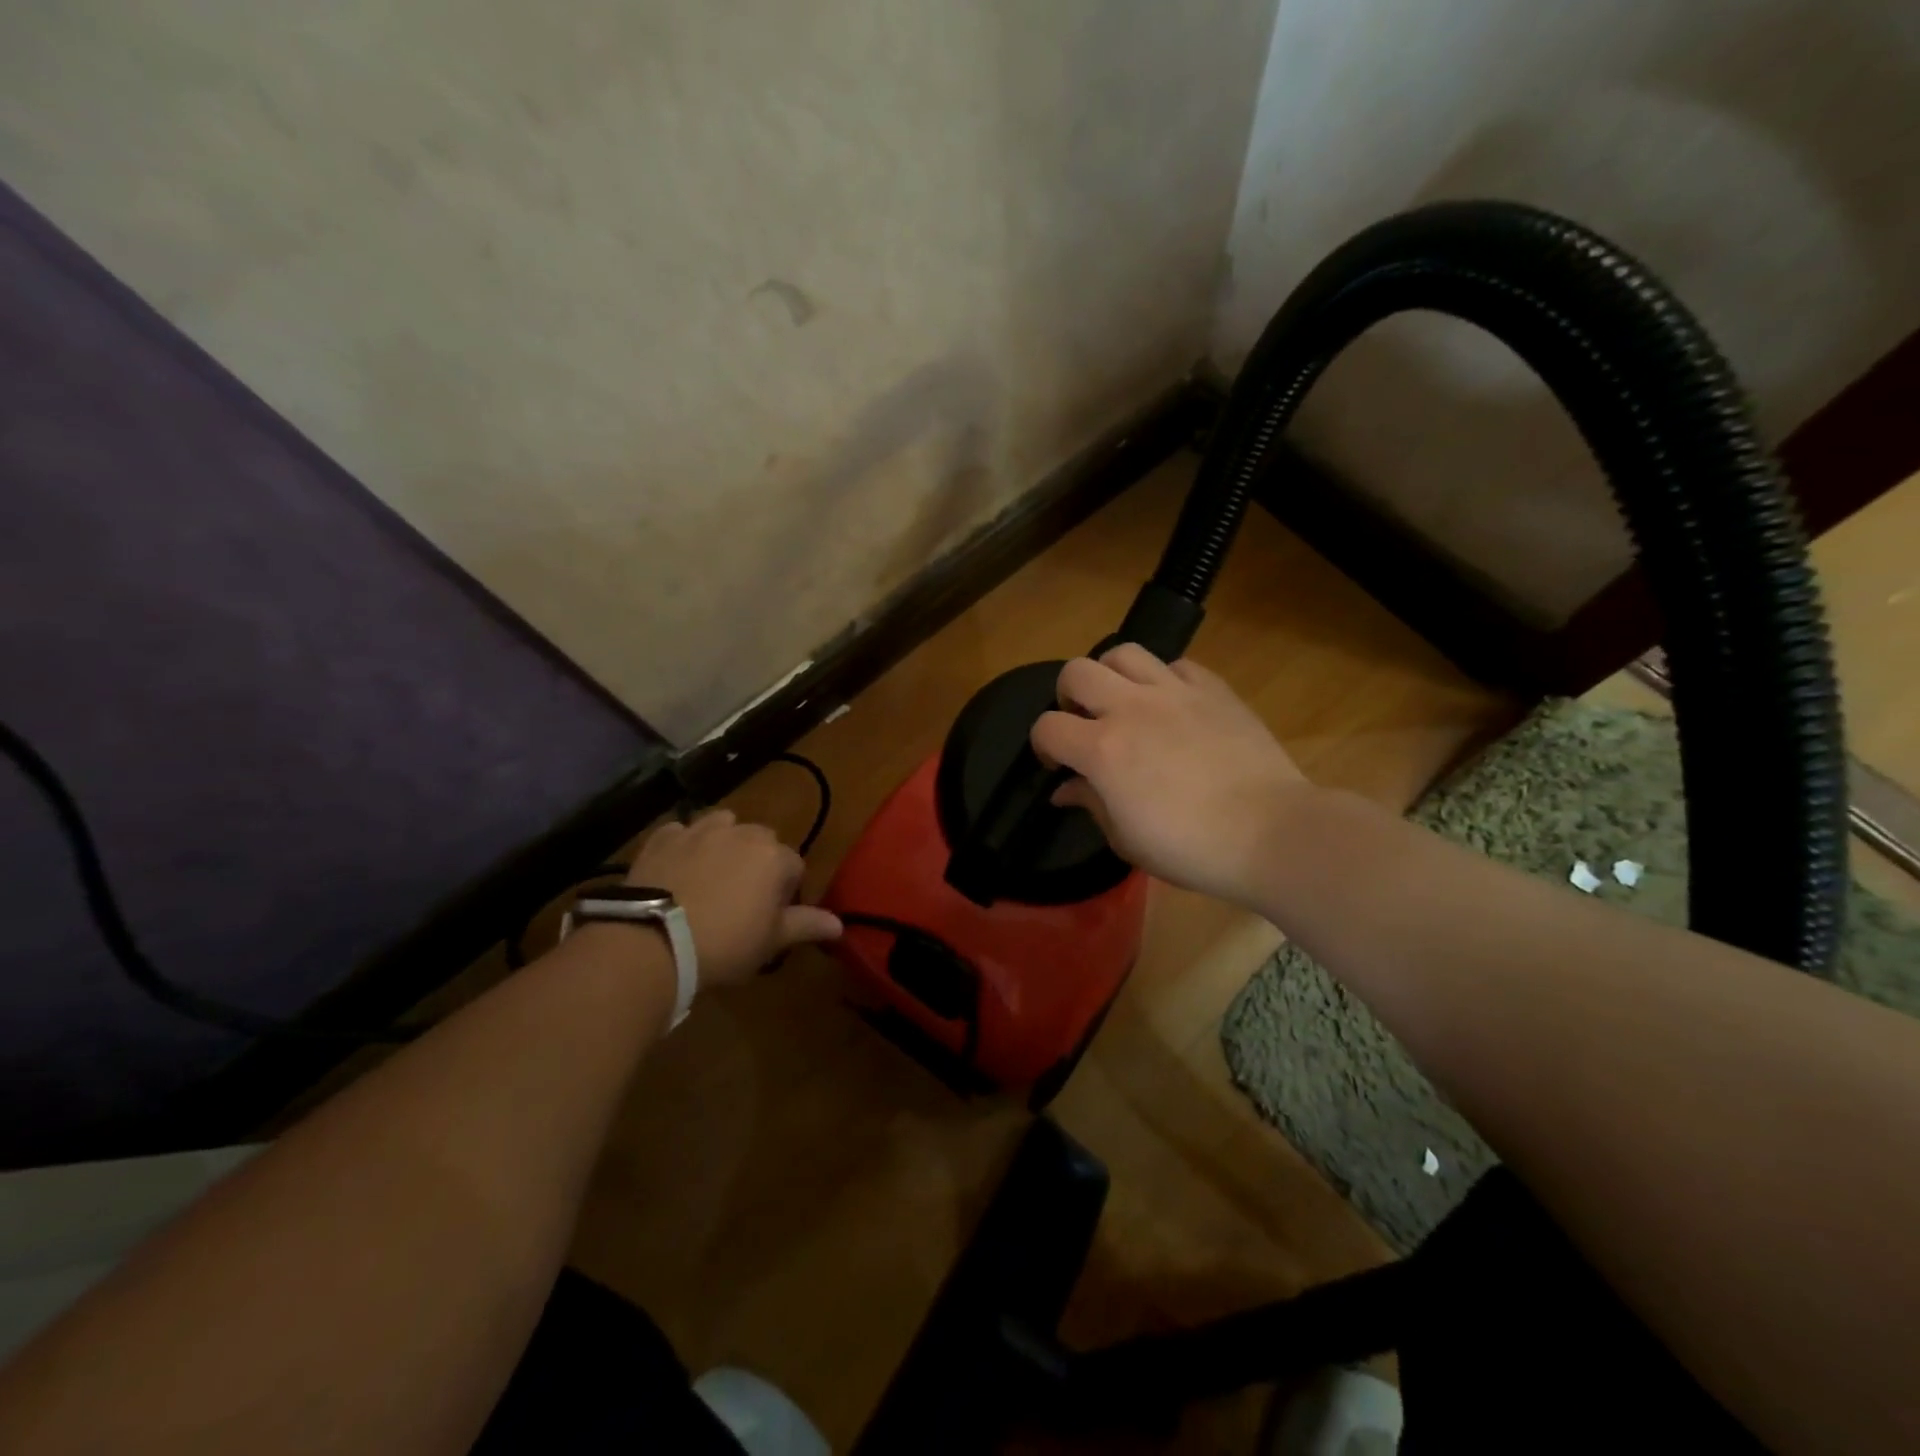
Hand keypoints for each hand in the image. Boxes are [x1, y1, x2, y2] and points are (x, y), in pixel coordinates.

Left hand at [623, 810, 840, 987]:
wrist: (654, 940)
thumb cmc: (725, 943)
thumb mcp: (771, 941)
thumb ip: (807, 925)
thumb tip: (839, 924)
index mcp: (774, 856)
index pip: (794, 867)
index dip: (784, 892)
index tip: (769, 916)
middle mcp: (742, 833)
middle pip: (761, 840)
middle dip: (757, 862)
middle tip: (741, 899)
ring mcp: (699, 830)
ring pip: (723, 825)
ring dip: (723, 842)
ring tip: (711, 875)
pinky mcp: (663, 837)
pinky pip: (681, 831)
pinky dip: (683, 844)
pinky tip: (676, 869)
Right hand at [1030, 645, 1311, 906]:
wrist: (1271, 833)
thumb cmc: (1191, 848)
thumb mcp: (1127, 839)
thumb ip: (1090, 804)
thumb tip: (1065, 788)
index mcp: (1103, 750)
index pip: (1047, 727)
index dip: (1042, 745)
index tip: (1056, 764)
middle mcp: (1131, 708)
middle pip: (1076, 672)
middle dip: (1068, 696)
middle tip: (1084, 723)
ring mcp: (1175, 691)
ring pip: (1123, 652)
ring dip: (1111, 675)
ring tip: (1123, 702)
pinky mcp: (1213, 688)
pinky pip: (1175, 665)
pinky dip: (1163, 678)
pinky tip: (1171, 705)